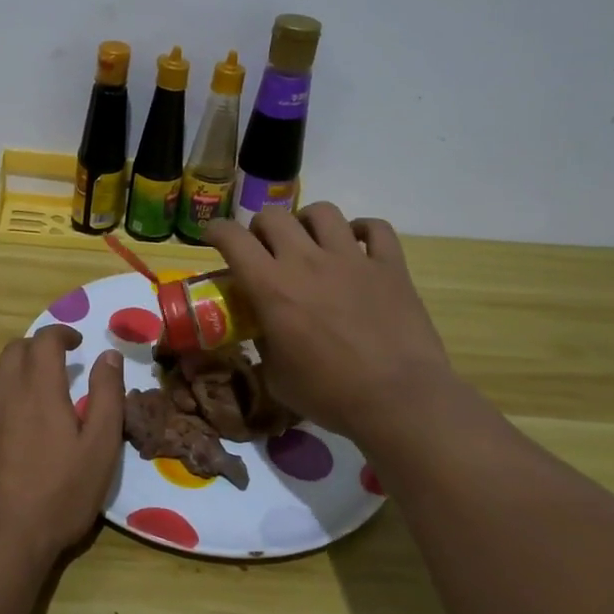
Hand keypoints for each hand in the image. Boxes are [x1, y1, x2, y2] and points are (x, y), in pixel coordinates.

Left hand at [0, 325, 124, 571]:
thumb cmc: (58, 494)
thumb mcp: (99, 447)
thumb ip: (107, 396)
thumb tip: (108, 355)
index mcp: (37, 386)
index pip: (44, 339)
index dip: (62, 333)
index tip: (77, 343)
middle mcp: (3, 391)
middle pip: (15, 350)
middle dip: (38, 347)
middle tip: (60, 363)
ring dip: (19, 370)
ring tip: (41, 392)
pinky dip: (5, 396)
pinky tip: (18, 426)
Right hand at [205, 203, 454, 441]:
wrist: (399, 401)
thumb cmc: (330, 395)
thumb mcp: (277, 377)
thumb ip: (264, 344)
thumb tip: (264, 332)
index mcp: (272, 287)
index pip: (233, 239)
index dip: (217, 231)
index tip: (214, 237)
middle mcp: (307, 262)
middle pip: (274, 216)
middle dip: (261, 227)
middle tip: (265, 248)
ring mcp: (352, 259)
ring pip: (323, 212)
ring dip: (307, 222)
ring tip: (310, 240)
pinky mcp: (390, 266)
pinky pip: (376, 228)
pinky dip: (362, 230)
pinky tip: (357, 244)